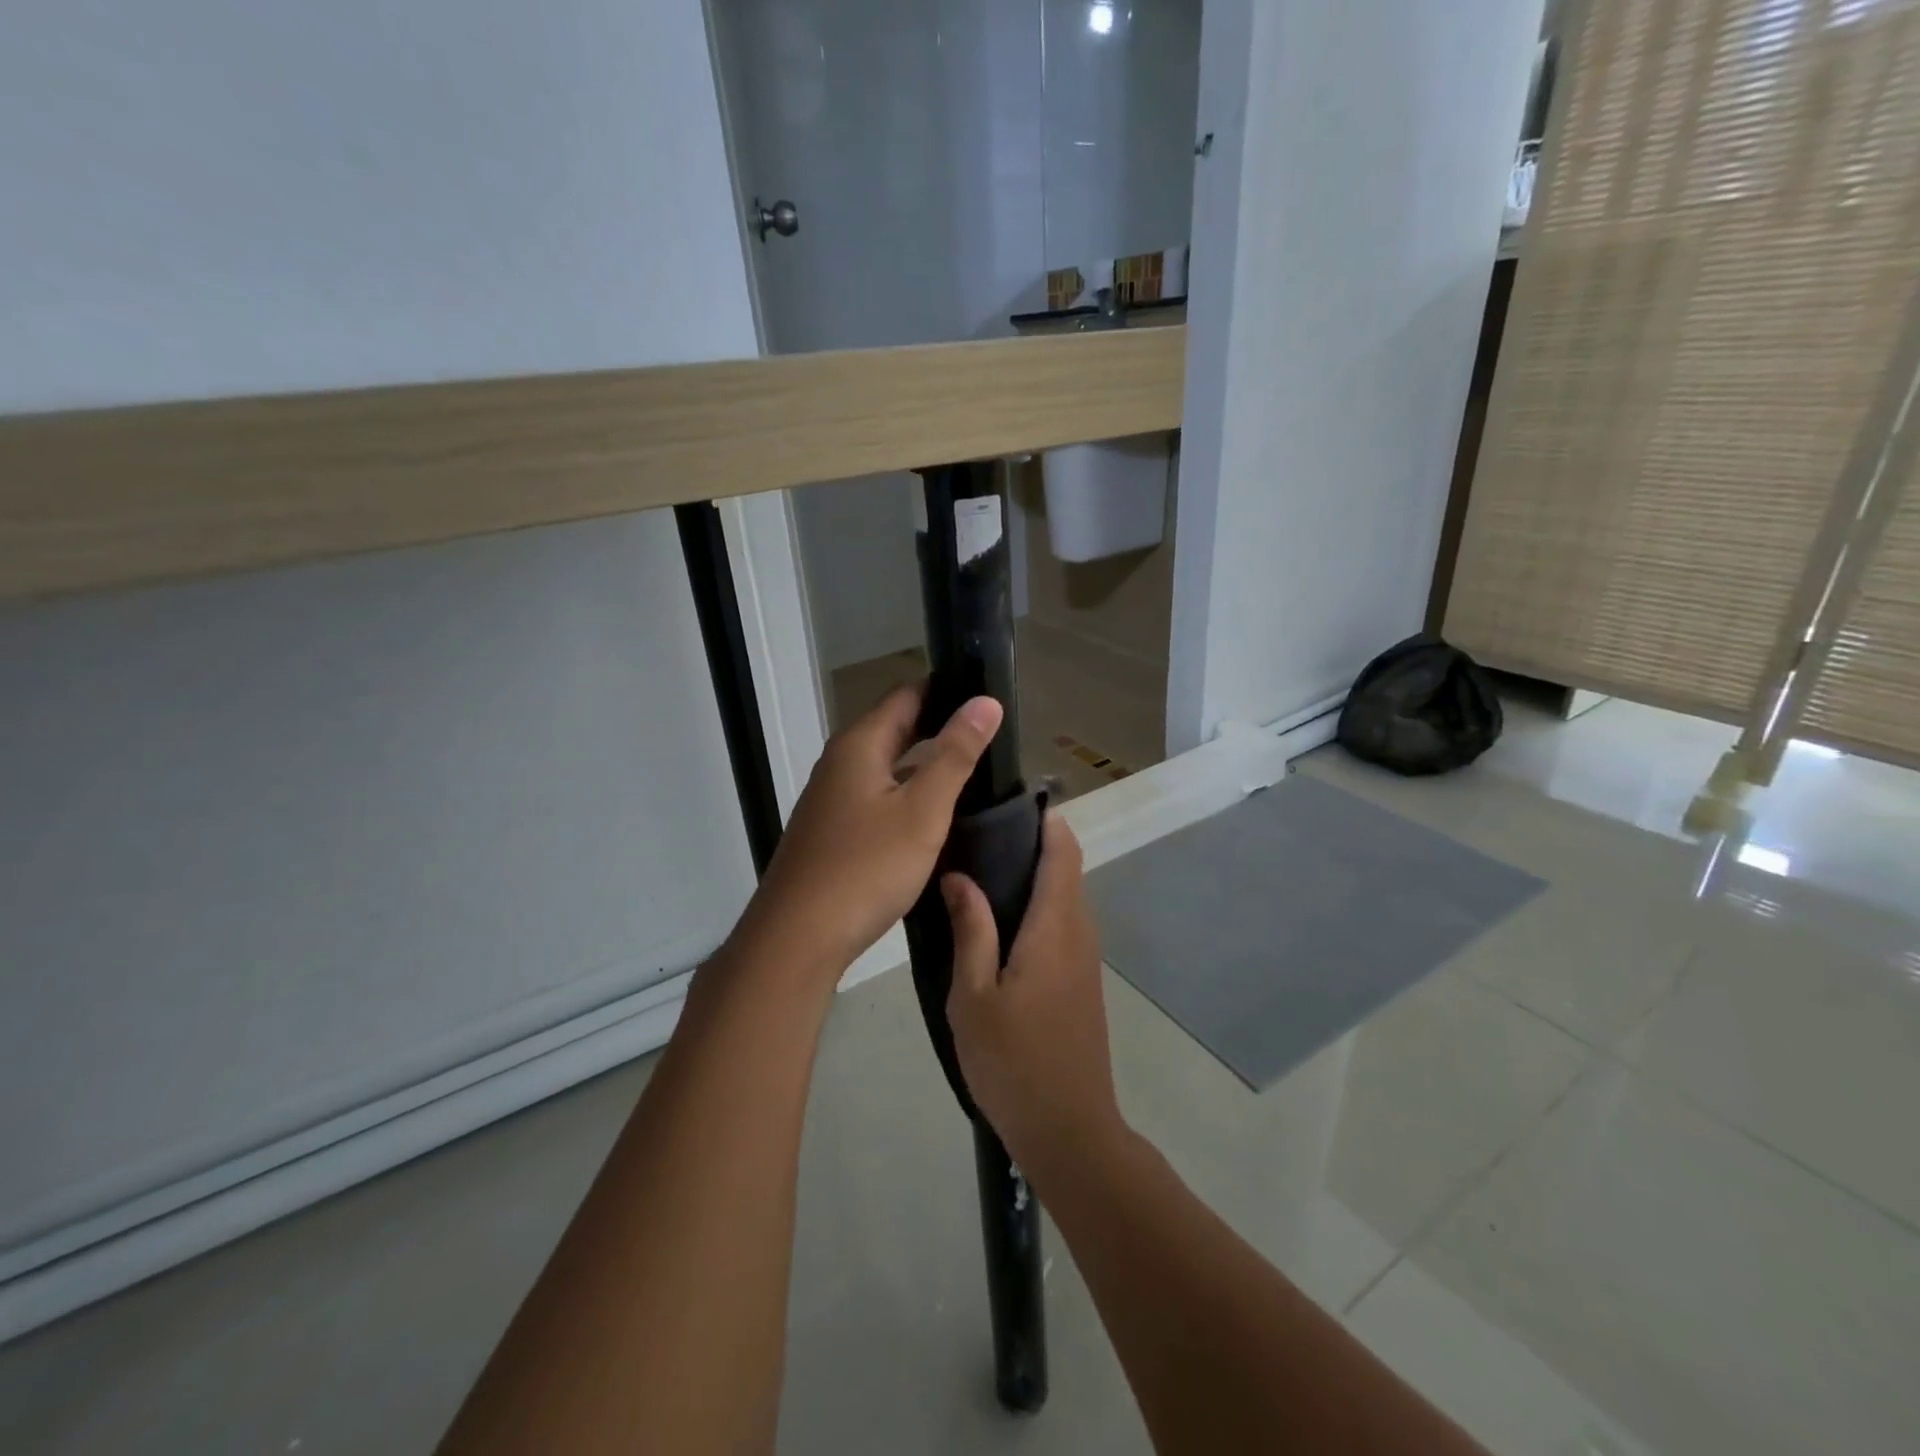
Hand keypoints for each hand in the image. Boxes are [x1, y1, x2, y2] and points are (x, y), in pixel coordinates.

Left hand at [735, 682, 1003, 981]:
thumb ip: (955, 754)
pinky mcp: (832, 830)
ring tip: (970, 770)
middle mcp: (840, 762)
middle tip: (988, 735)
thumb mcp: (923, 809)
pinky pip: (876, 795)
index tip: (987, 697)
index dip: (947, 690)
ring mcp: (831, 798)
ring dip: (923, 762)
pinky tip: (932, 813)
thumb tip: (985, 702)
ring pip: (886, 765)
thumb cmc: (866, 867)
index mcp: (859, 744)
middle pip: (894, 728)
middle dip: (938, 726)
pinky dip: (907, 792)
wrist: (799, 936)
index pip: (907, 695)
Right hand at [943, 814, 1125, 1172]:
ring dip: (1036, 877)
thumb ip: (970, 930)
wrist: (1070, 1131)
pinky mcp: (1082, 982)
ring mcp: (1085, 960)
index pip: (1063, 854)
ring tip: (982, 872)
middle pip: (1067, 870)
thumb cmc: (1013, 1063)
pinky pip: (1064, 925)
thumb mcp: (973, 997)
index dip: (1045, 822)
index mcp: (1054, 928)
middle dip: (1034, 845)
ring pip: (1066, 898)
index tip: (1009, 804)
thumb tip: (960, 875)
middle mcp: (1079, 934)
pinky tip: (1001, 923)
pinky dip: (1040, 907)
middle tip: (979, 837)